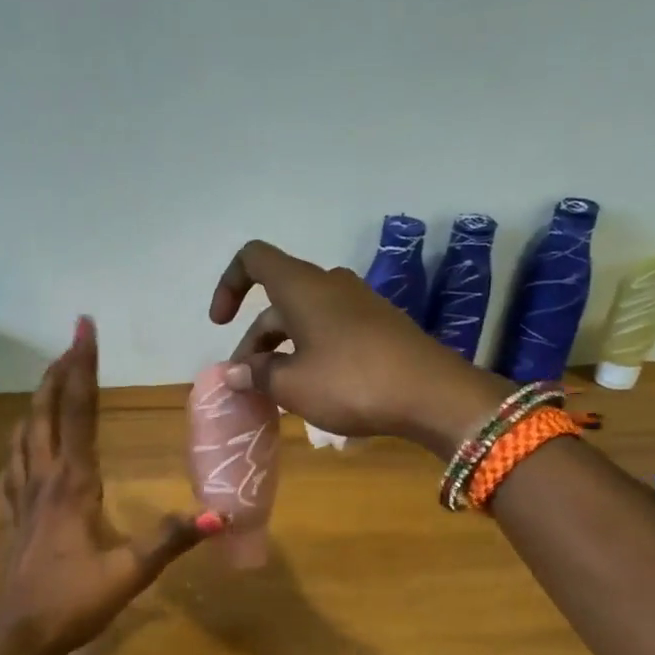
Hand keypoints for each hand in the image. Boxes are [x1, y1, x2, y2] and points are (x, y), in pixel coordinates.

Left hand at [0, 317, 219, 654]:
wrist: (17, 635)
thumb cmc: (73, 602)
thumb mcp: (130, 573)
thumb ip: (171, 540)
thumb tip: (218, 515)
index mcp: (74, 483)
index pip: (79, 412)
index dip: (83, 368)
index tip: (84, 328)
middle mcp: (45, 479)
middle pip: (48, 413)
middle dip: (59, 371)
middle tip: (71, 339)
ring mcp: (24, 497)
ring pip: (26, 434)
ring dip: (38, 400)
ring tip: (49, 378)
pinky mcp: (14, 518)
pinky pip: (12, 469)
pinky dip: (17, 445)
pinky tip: (19, 447)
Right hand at [209, 240, 511, 457]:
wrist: (433, 395)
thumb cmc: (351, 383)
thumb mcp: (293, 385)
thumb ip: (257, 375)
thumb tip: (234, 372)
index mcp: (302, 287)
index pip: (253, 259)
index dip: (229, 285)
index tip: (221, 323)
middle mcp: (329, 285)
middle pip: (278, 300)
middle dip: (255, 340)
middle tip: (247, 383)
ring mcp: (359, 304)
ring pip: (305, 318)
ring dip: (282, 350)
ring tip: (276, 393)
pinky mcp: (379, 326)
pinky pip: (330, 330)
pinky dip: (310, 352)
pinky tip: (313, 389)